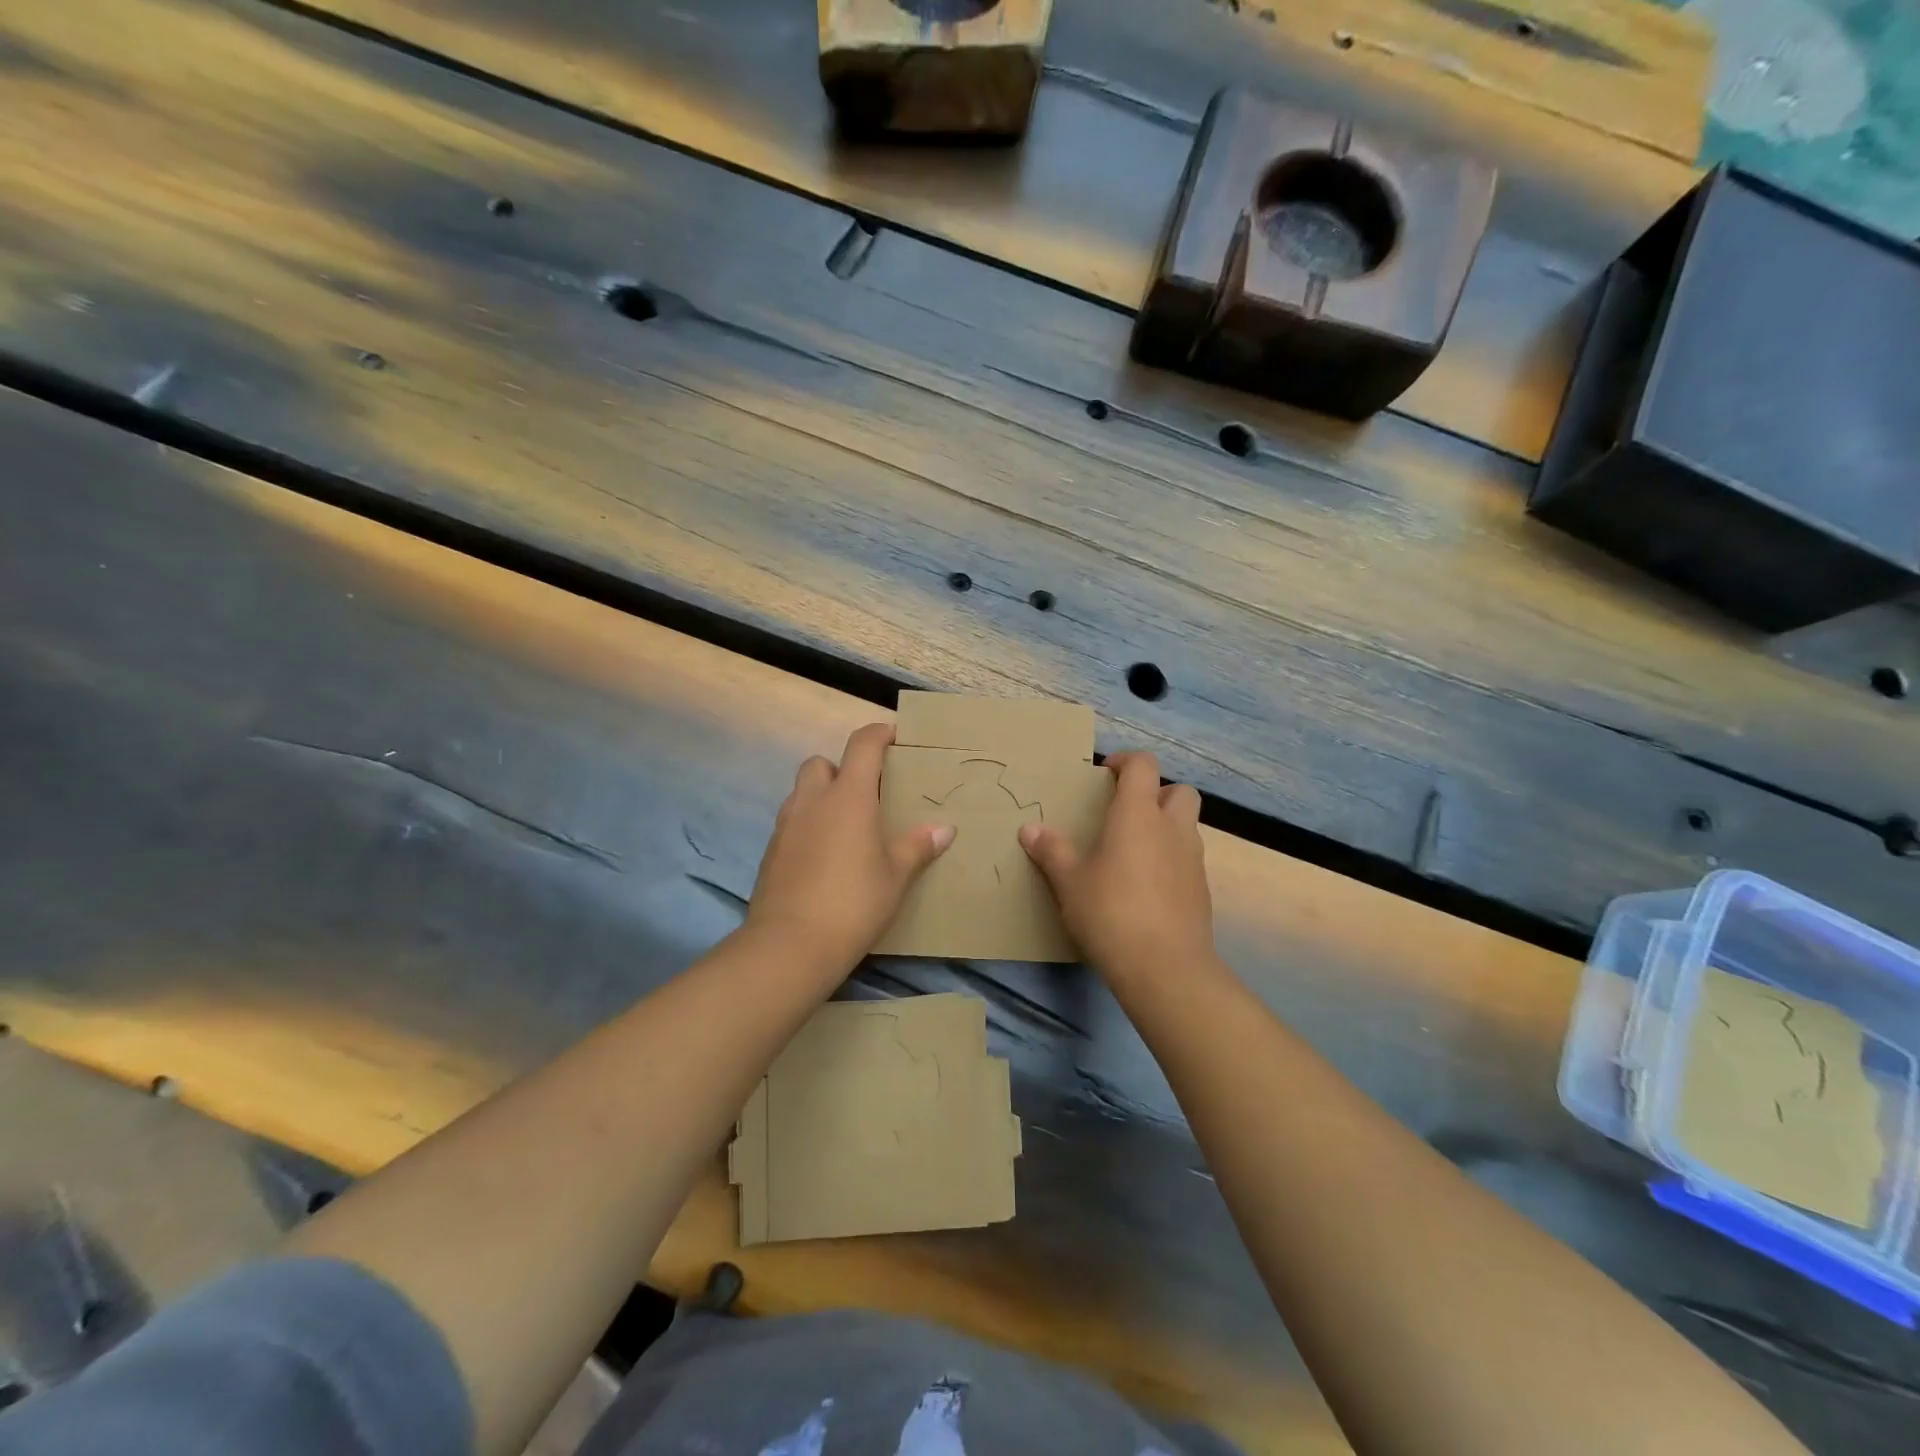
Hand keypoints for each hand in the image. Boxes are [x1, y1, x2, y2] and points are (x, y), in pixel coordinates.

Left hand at [746, 723, 954, 975]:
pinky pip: (791, 823)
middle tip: (866, 794)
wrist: (790, 945)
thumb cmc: (853, 902)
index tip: (894, 738)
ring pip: (802, 793)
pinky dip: (808, 826)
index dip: (879, 734)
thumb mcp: (896, 876)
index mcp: (847, 797)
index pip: (862, 745)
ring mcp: (785, 826)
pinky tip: (825, 857)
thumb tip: (944, 829)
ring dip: (822, 797)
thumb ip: (917, 846)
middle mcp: (812, 801)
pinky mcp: (770, 852)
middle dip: (841, 769)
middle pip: (820, 763)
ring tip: (846, 828)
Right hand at [1019, 752, 1212, 983]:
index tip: (1105, 774)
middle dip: (1157, 793)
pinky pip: (1188, 861)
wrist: (1166, 968)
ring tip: (1132, 853)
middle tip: (1127, 813)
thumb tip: (1029, 829)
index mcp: (1138, 815)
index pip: (1143, 765)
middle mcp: (1172, 829)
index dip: (1125, 761)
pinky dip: (1170, 861)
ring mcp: (1193, 860)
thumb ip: (1051, 851)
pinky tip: (1146, 889)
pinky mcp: (1201, 891)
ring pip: (1187, 826)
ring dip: (1165, 828)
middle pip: (1180, 791)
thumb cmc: (1111, 913)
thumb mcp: (1069, 882)